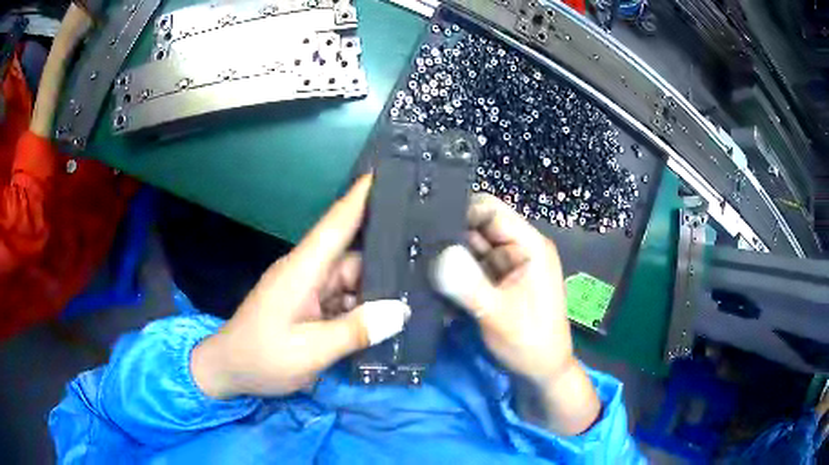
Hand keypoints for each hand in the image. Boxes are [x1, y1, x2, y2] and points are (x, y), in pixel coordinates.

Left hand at [191, 175, 410, 398]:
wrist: (229, 371)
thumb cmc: (262, 357)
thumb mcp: (310, 351)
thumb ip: (355, 331)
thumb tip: (401, 312)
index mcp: (302, 270)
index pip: (335, 223)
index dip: (361, 196)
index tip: (390, 172)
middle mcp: (308, 272)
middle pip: (354, 256)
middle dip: (387, 258)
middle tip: (431, 260)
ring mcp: (309, 290)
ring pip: (353, 280)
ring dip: (378, 290)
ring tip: (420, 295)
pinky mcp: (310, 306)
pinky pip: (345, 298)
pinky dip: (364, 308)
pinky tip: (390, 318)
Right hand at [431, 194, 599, 435]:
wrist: (541, 373)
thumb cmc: (529, 342)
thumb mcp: (498, 314)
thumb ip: (468, 284)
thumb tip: (437, 254)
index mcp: (530, 246)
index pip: (492, 212)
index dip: (460, 210)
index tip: (423, 216)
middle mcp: (518, 249)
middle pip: (479, 227)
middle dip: (449, 233)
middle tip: (410, 238)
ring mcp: (507, 266)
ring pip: (471, 247)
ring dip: (447, 253)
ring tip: (412, 254)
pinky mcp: (497, 282)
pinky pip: (471, 267)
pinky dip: (453, 271)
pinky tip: (428, 273)